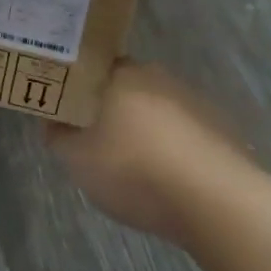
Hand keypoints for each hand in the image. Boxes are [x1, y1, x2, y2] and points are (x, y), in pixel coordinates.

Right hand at [45, 62, 257, 242]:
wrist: (216, 200)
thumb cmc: (134, 170)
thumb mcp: (78, 160)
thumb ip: (58, 136)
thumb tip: (53, 122)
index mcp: (120, 73)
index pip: (89, 69)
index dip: (75, 91)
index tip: (67, 116)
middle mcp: (156, 75)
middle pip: (122, 88)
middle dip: (108, 111)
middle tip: (94, 144)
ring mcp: (191, 99)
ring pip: (153, 109)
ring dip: (141, 130)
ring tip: (132, 168)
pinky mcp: (218, 126)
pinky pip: (180, 131)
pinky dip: (169, 147)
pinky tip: (166, 177)